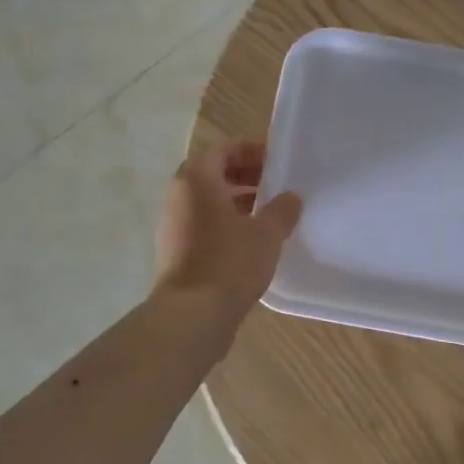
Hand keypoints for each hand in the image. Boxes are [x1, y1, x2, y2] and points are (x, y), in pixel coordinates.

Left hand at [155, 141, 302, 314]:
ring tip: (268, 213)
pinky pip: (202, 223)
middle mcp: (178, 196)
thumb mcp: (267, 233)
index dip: (251, 151)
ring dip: (236, 201)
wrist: (193, 314)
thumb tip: (291, 198)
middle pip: (212, 174)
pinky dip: (225, 222)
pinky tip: (251, 240)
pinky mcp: (175, 250)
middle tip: (274, 185)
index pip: (222, 150)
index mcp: (196, 180)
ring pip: (207, 201)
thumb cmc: (230, 262)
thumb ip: (282, 210)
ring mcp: (172, 225)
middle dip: (244, 175)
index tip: (277, 161)